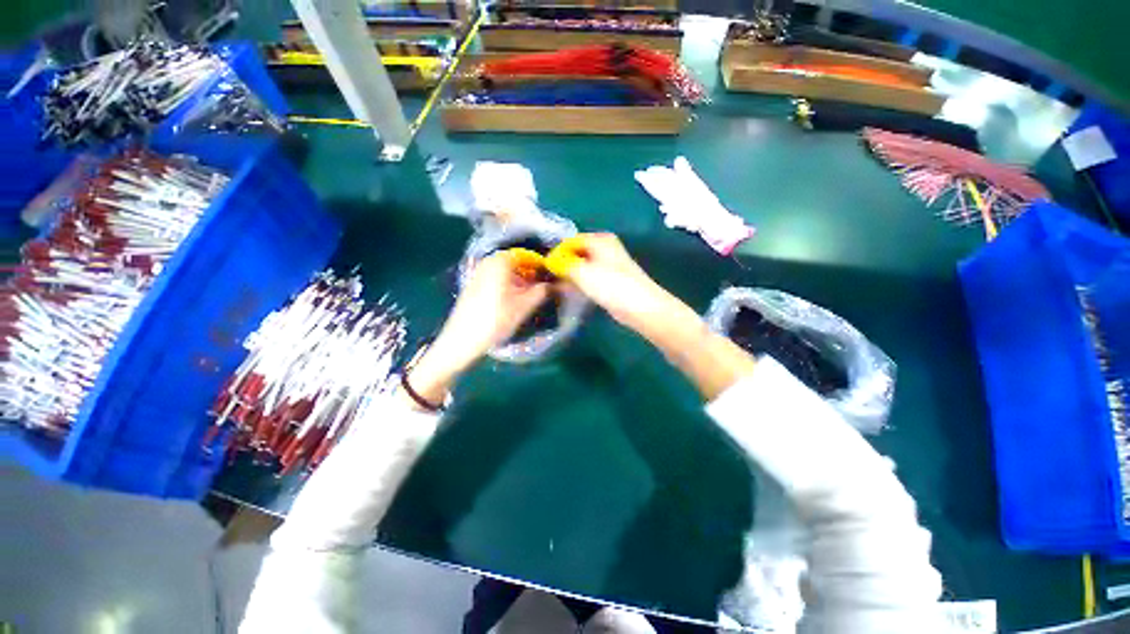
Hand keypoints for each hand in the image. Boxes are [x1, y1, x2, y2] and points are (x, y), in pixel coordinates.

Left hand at [402, 252, 550, 407]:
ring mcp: (479, 273)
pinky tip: (513, 303)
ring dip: (521, 283)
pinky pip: (497, 280)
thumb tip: (559, 283)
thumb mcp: (524, 306)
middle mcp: (488, 261)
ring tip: (530, 299)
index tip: (553, 280)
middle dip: (532, 276)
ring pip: (507, 273)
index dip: (543, 268)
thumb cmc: (495, 320)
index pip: (529, 257)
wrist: (461, 341)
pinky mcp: (474, 285)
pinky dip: (508, 287)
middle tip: (544, 291)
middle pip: (518, 264)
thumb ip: (543, 291)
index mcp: (501, 261)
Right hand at [555, 233, 690, 339]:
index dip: (556, 253)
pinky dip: (579, 283)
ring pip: (582, 266)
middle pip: (576, 253)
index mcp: (600, 240)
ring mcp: (608, 265)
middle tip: (547, 278)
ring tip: (554, 287)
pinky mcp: (610, 281)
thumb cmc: (611, 285)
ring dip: (569, 275)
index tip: (543, 268)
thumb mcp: (581, 271)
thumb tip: (549, 261)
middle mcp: (604, 248)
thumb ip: (563, 264)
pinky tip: (568, 292)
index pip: (570, 241)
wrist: (640, 306)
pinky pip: (589, 278)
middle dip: (562, 264)